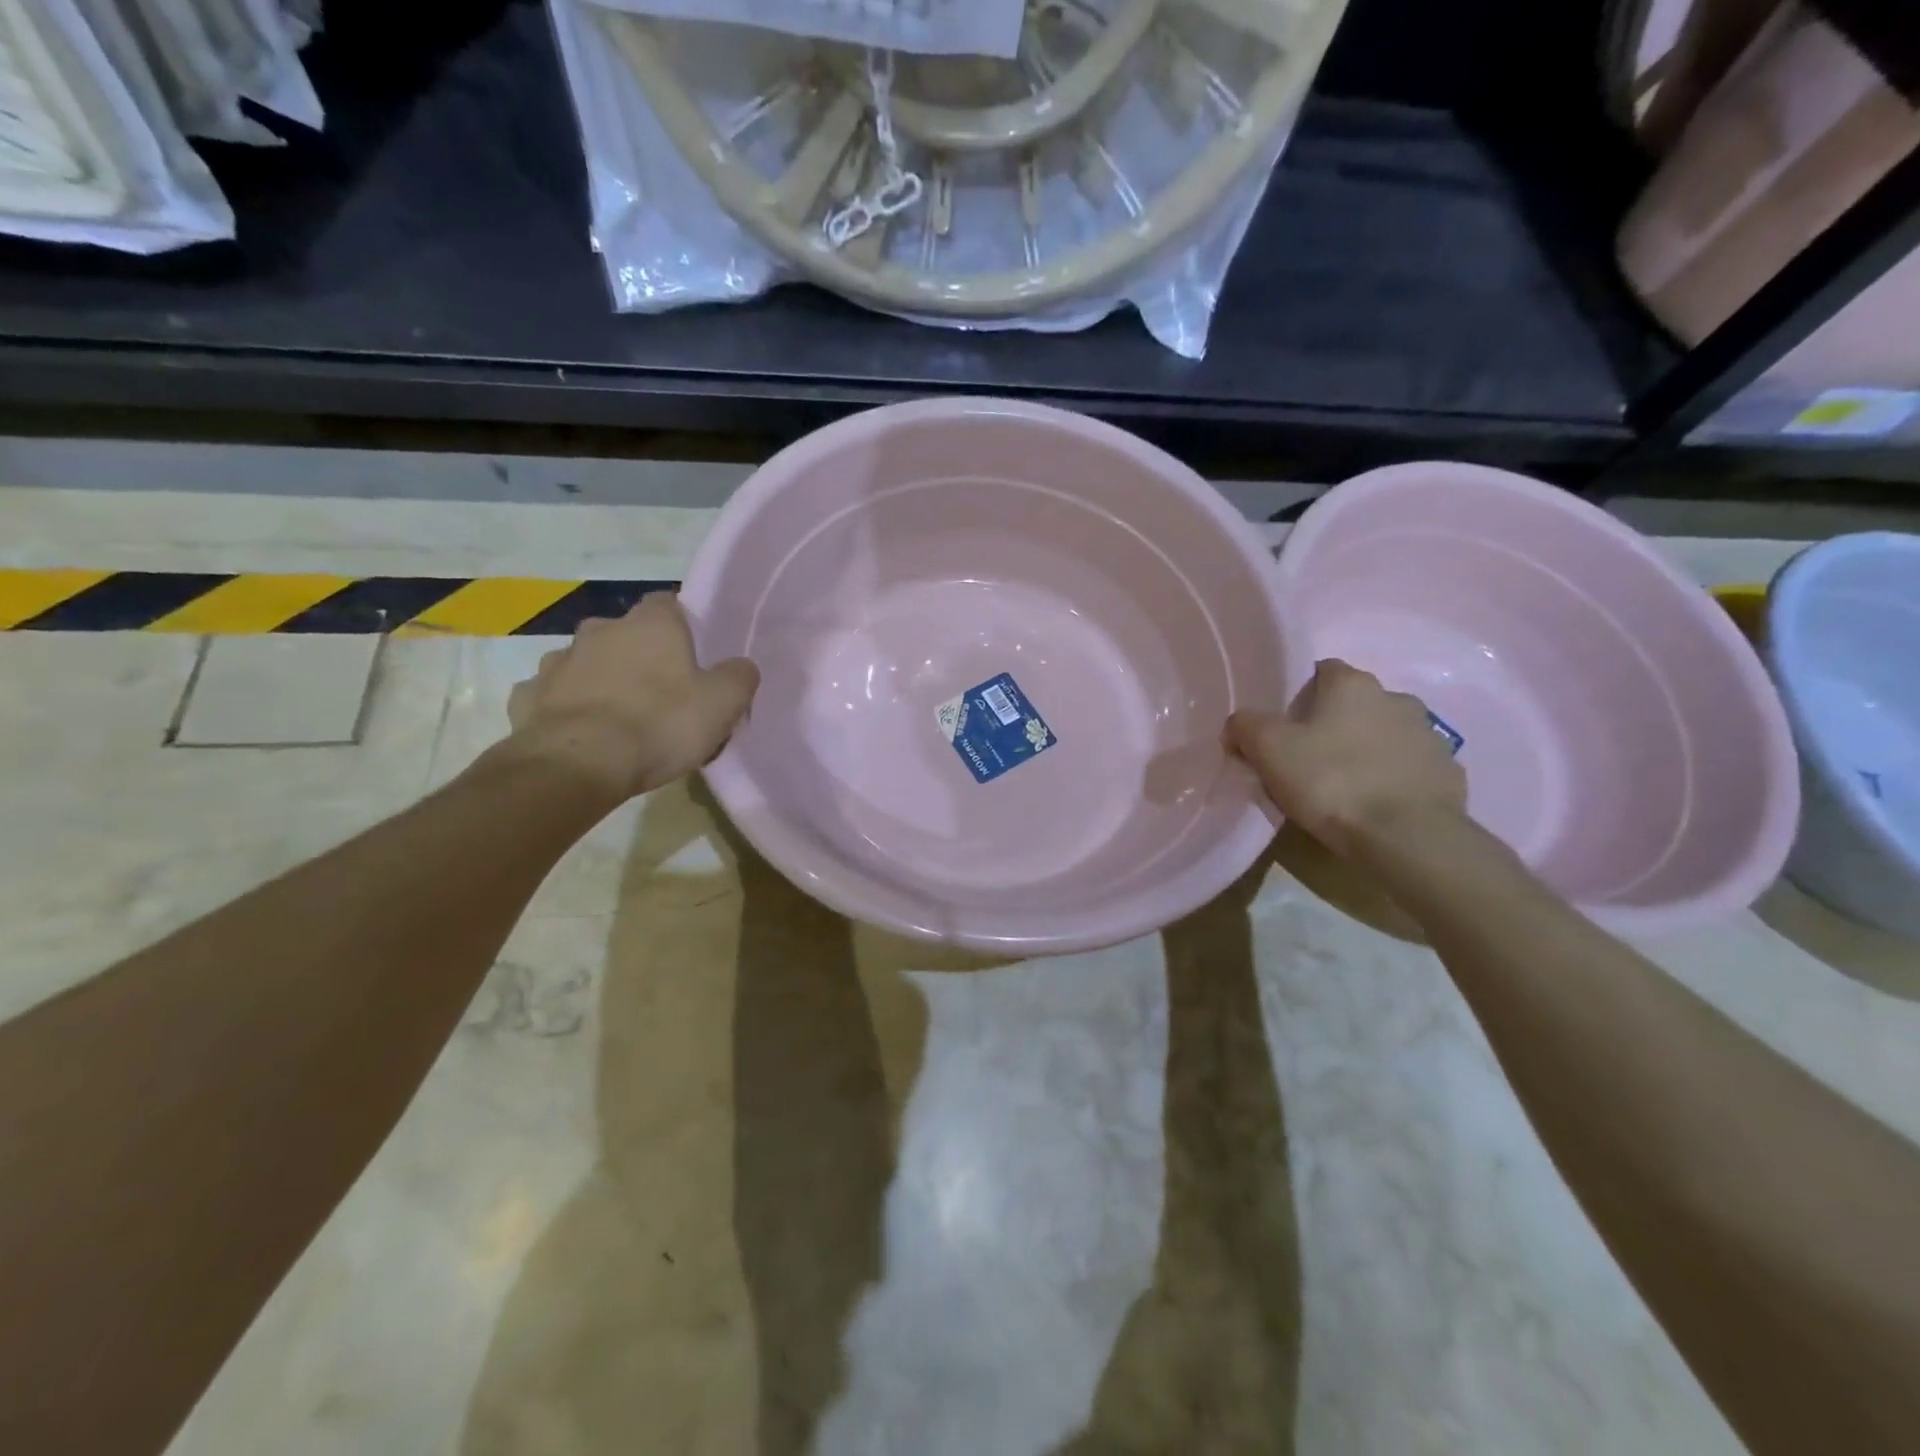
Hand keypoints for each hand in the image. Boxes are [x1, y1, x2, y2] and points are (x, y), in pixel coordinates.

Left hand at [506, 594, 758, 801]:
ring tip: (618, 718)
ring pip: (586, 663)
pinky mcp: (528, 696)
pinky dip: (567, 708)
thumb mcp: (722, 704)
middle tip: (659, 692)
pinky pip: (554, 695)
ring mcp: (558, 661)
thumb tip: (740, 666)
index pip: (668, 603)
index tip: (692, 654)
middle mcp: (600, 630)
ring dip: (600, 679)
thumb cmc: (659, 724)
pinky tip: (581, 735)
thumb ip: (738, 677)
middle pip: (625, 633)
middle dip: (639, 655)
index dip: (682, 625)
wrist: (578, 765)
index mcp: (650, 624)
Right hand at [1228, 659, 1465, 856]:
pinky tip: (1374, 806)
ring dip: (1366, 750)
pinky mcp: (1447, 774)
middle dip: (1334, 724)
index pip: (1322, 671)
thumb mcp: (1267, 749)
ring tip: (1343, 787)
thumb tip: (1239, 725)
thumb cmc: (1331, 780)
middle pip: (1355, 704)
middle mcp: (1396, 698)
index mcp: (1353, 684)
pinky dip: (1392, 780)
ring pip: (1385, 735)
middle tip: (1308, 758)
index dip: (1299, 696)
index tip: (1283, 727)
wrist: (1407, 837)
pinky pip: (1410, 769)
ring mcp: (1428, 736)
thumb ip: (1245, 726)